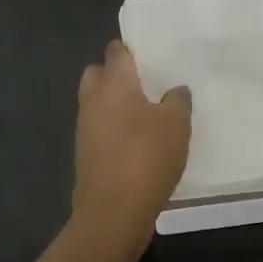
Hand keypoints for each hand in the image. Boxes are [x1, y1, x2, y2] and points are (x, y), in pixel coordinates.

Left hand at [73, 39, 190, 237]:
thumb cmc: (146, 156)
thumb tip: (174, 90)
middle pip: (98, 73)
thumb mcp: (176, 124)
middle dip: (115, 74)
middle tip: (145, 84)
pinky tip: (136, 141)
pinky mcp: (85, 153)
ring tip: (146, 114)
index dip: (130, 49)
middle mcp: (93, 99)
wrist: (113, 211)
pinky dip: (113, 128)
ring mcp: (85, 127)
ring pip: (96, 102)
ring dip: (114, 104)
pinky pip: (99, 128)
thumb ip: (177, 100)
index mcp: (114, 83)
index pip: (115, 51)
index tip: (148, 54)